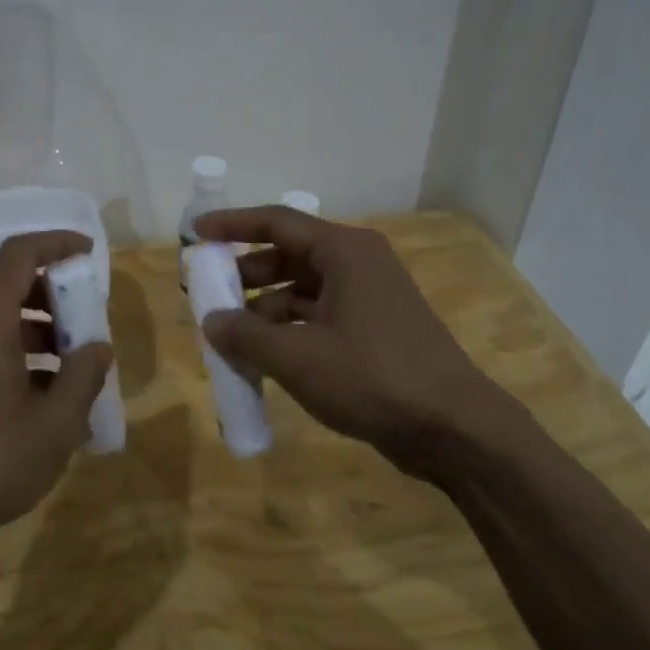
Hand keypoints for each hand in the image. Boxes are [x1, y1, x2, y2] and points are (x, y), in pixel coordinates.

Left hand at [0, 231, 113, 564]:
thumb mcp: (56, 423)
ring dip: (36, 328)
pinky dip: (14, 352)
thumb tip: (97, 347)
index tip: (90, 254)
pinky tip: (41, 395)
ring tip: (73, 366)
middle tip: (88, 322)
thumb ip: (84, 375)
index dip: (58, 244)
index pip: (20, 254)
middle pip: (7, 285)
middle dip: (53, 295)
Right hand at [195, 206, 511, 473]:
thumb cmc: (373, 378)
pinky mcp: (373, 331)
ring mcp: (368, 298)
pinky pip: (317, 317)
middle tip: (206, 293)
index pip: (276, 222)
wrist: (453, 427)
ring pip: (301, 291)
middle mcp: (357, 264)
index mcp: (344, 251)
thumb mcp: (297, 357)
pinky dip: (287, 331)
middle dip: (245, 275)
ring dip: (264, 310)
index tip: (195, 232)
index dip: (232, 225)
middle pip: (288, 256)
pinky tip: (263, 358)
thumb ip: (246, 335)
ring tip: (228, 336)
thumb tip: (211, 321)